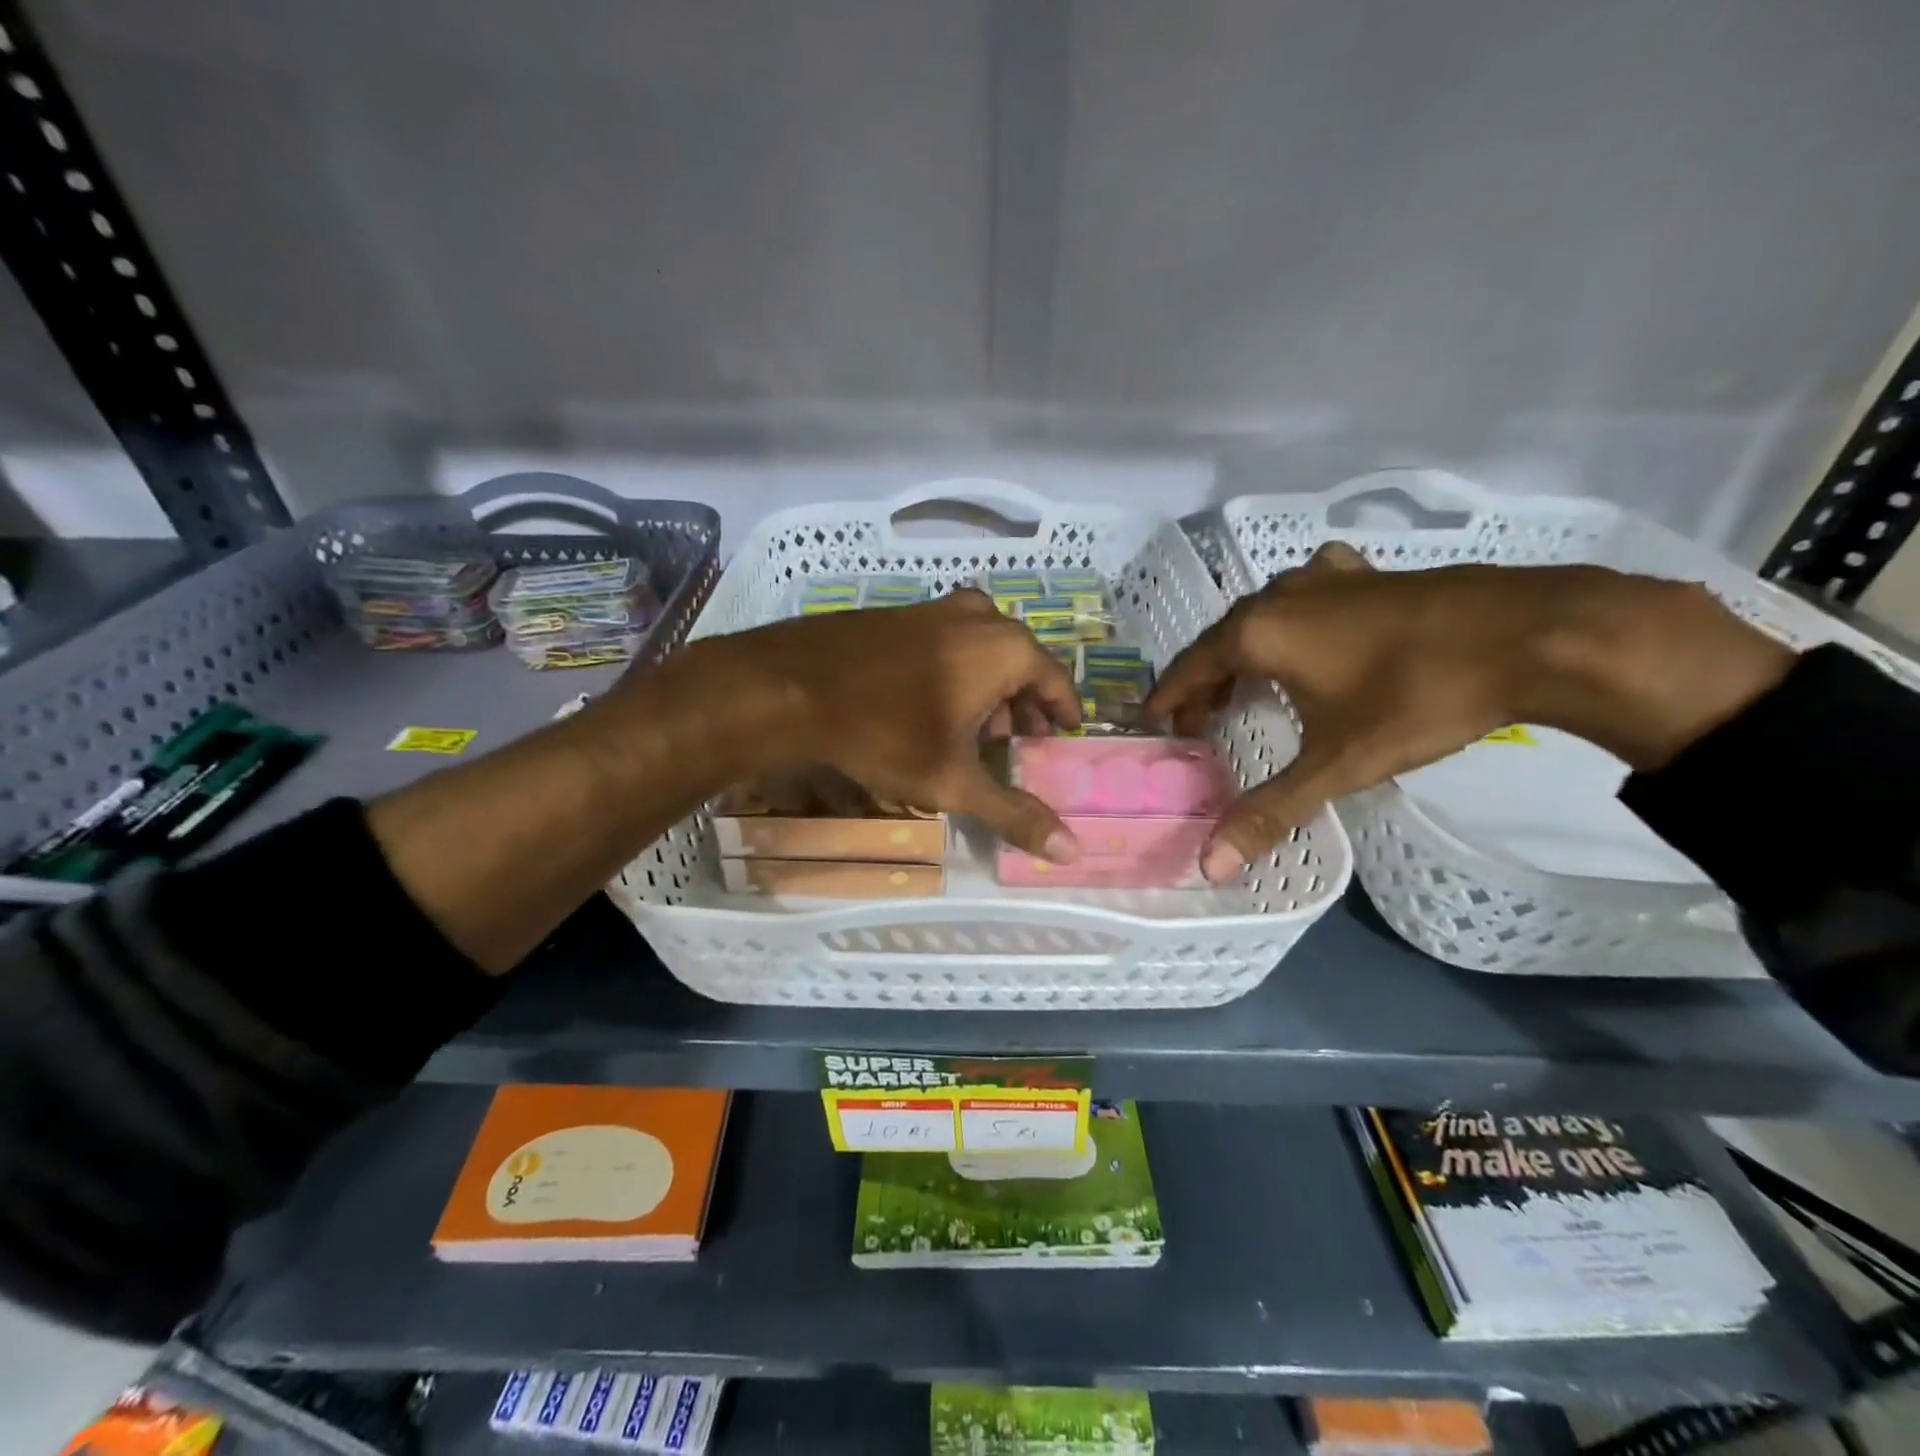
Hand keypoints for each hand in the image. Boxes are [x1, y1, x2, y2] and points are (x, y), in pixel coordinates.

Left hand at [689, 589, 1084, 859]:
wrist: (790, 687)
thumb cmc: (883, 732)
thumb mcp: (954, 781)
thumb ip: (1015, 813)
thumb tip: (1072, 852)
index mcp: (1005, 648)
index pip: (1057, 682)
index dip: (1062, 715)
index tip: (1060, 740)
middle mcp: (979, 616)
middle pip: (1021, 664)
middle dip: (1023, 706)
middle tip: (1015, 744)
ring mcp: (936, 608)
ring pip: (984, 651)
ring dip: (989, 690)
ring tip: (974, 731)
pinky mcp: (901, 613)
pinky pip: (950, 642)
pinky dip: (957, 672)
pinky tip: (932, 705)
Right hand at [1147, 544, 1793, 881]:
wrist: (1535, 634)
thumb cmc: (1418, 697)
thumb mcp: (1337, 763)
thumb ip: (1270, 811)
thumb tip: (1211, 867)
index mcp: (1259, 633)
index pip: (1190, 667)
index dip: (1169, 698)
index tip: (1156, 724)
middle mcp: (1281, 596)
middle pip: (1222, 640)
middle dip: (1205, 680)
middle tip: (1200, 720)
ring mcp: (1328, 577)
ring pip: (1263, 614)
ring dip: (1245, 649)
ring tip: (1247, 683)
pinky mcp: (1370, 574)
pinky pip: (1310, 593)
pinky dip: (1295, 617)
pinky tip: (1316, 628)